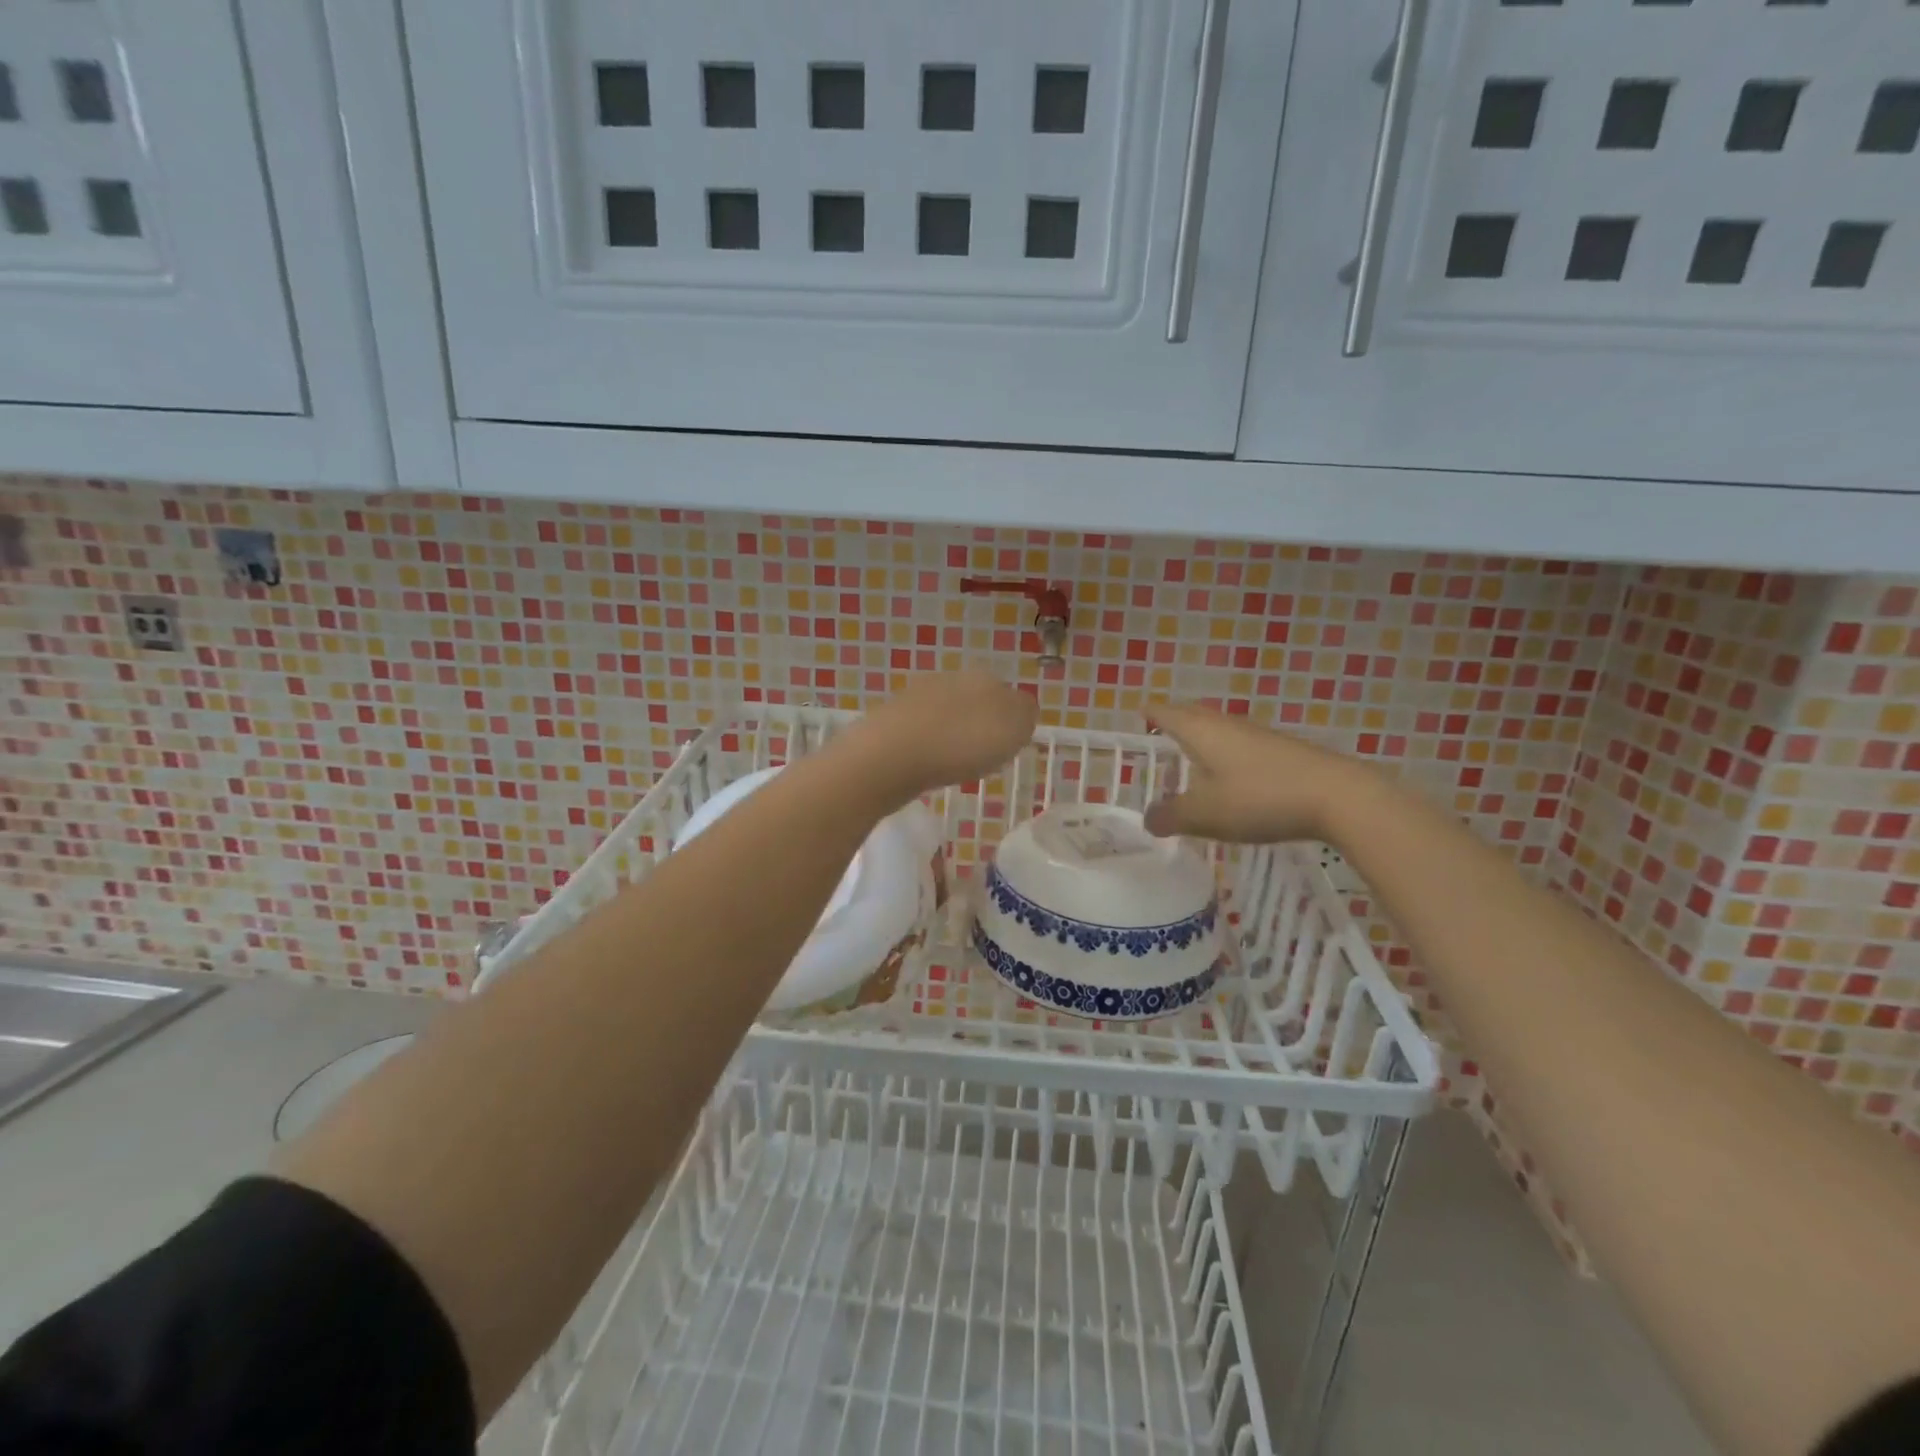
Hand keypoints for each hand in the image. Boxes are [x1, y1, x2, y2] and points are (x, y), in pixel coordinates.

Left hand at [844, 669, 1037, 799]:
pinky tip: (926, 765)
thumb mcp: (1013, 730)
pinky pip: (922, 732)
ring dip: (952, 736)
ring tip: (954, 765)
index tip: (1008, 748)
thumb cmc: (961, 744)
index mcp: (983, 677)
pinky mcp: (891, 718)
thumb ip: (1025, 715)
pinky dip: (928, 747)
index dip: (1012, 723)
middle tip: (982, 758)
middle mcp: (949, 678)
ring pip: (947, 715)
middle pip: (976, 702)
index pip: (1009, 696)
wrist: (890, 755)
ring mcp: (916, 696)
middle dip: (980, 726)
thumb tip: (1022, 710)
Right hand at [1141, 702, 1376, 844]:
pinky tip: (1229, 777)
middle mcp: (1226, 724)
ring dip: (1200, 739)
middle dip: (1173, 722)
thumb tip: (1148, 818)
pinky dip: (1224, 754)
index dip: (1150, 713)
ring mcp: (1257, 735)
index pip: (1166, 713)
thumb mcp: (1205, 814)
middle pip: (1192, 715)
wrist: (1337, 796)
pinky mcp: (1281, 751)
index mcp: (1201, 731)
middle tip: (1157, 733)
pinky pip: (1240, 745)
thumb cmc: (1259, 797)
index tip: (1137, 713)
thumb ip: (1171, 816)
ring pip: (1218, 730)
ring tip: (1189, 758)